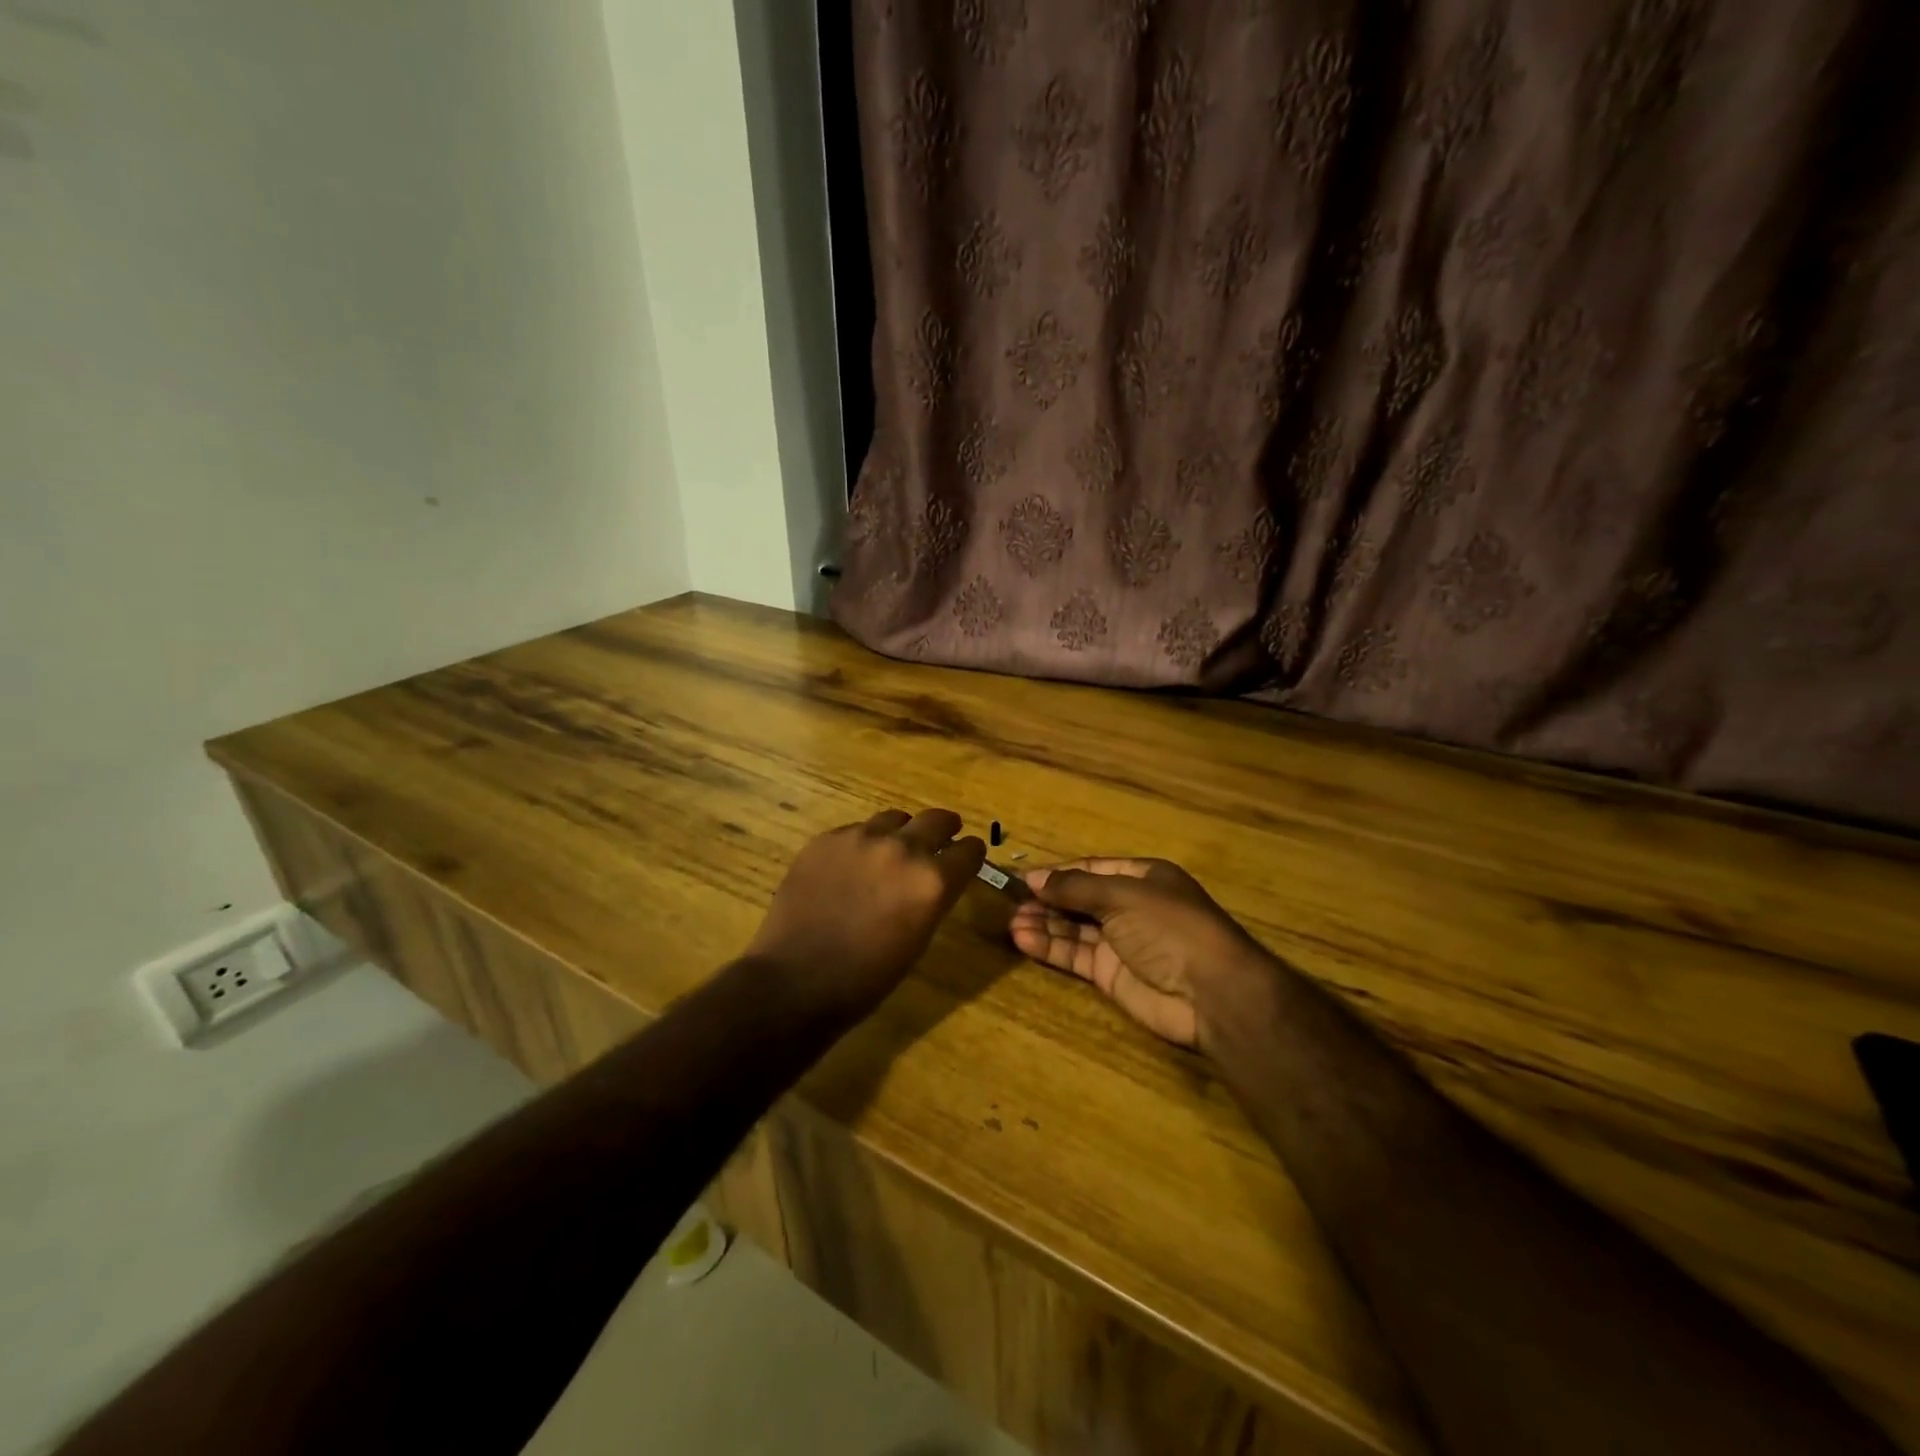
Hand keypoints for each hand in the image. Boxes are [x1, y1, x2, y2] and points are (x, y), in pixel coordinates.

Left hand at [748, 808, 986, 1014]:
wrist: (796, 981)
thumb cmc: (866, 978)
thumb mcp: (918, 939)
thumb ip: (932, 898)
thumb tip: (935, 880)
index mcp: (932, 881)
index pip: (969, 849)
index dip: (970, 853)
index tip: (967, 856)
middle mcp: (902, 849)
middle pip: (936, 819)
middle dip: (944, 829)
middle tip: (941, 838)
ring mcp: (860, 838)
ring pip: (893, 819)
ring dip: (901, 833)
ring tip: (891, 851)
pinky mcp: (826, 840)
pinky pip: (855, 830)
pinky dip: (863, 843)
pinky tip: (850, 867)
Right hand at [1010, 858, 1276, 1049]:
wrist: (1211, 993)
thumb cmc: (1170, 927)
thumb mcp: (1122, 895)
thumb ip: (1076, 887)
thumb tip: (1035, 878)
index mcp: (1141, 877)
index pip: (1090, 868)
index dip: (1057, 873)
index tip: (1021, 878)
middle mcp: (1130, 907)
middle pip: (1079, 899)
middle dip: (1046, 900)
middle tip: (1007, 902)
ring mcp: (1120, 942)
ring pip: (1073, 929)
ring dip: (1043, 923)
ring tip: (1010, 922)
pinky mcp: (1111, 975)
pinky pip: (1075, 956)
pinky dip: (1050, 947)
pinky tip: (1023, 940)